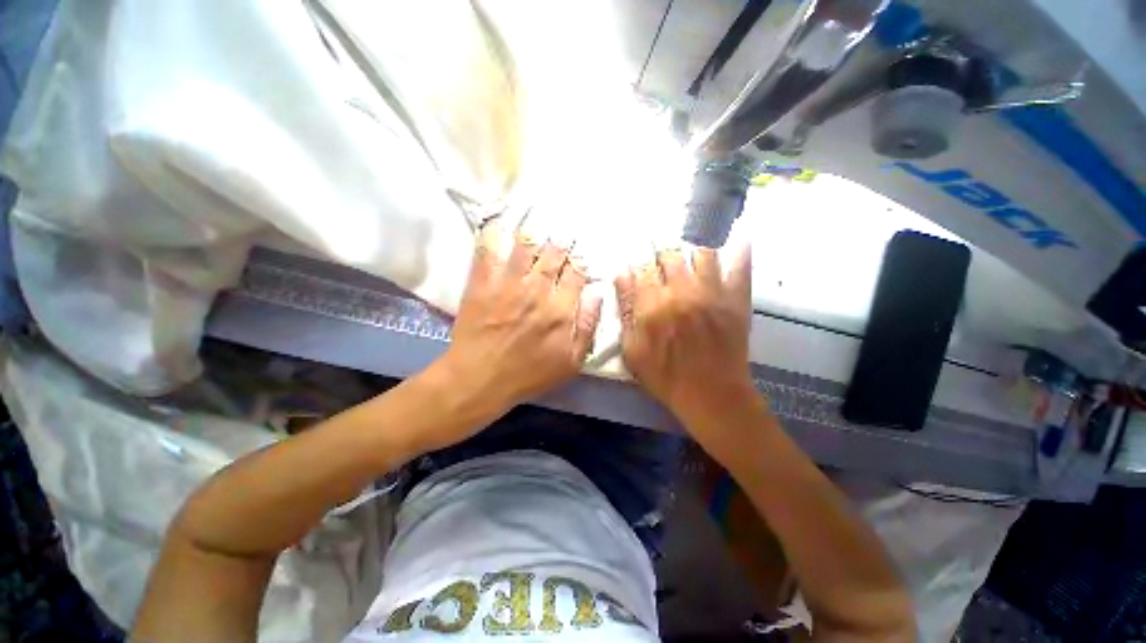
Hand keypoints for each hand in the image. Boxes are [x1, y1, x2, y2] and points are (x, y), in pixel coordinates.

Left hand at [428, 223, 602, 428]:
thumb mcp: (571, 361)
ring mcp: (507, 284)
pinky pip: (489, 251)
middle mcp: (537, 289)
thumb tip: (597, 293)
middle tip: (563, 232)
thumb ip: (588, 325)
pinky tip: (500, 222)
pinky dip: (495, 234)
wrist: (479, 379)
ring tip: (538, 222)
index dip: (581, 261)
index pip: (577, 272)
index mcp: (560, 308)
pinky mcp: (482, 284)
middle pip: (553, 254)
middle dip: (561, 242)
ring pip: (525, 246)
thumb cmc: (529, 374)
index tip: (581, 255)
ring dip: (534, 233)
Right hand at [614, 246, 756, 426]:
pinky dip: (739, 250)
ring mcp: (713, 292)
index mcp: (653, 304)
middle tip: (661, 258)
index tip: (639, 260)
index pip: (642, 266)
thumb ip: (625, 310)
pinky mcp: (737, 299)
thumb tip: (621, 276)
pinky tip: (737, 240)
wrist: (711, 395)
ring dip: (692, 249)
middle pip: (670, 253)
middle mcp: (682, 290)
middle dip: (662, 252)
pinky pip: (740, 265)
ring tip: (689, 256)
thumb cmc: (665, 375)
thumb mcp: (632, 350)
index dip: (638, 259)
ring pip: (702, 252)